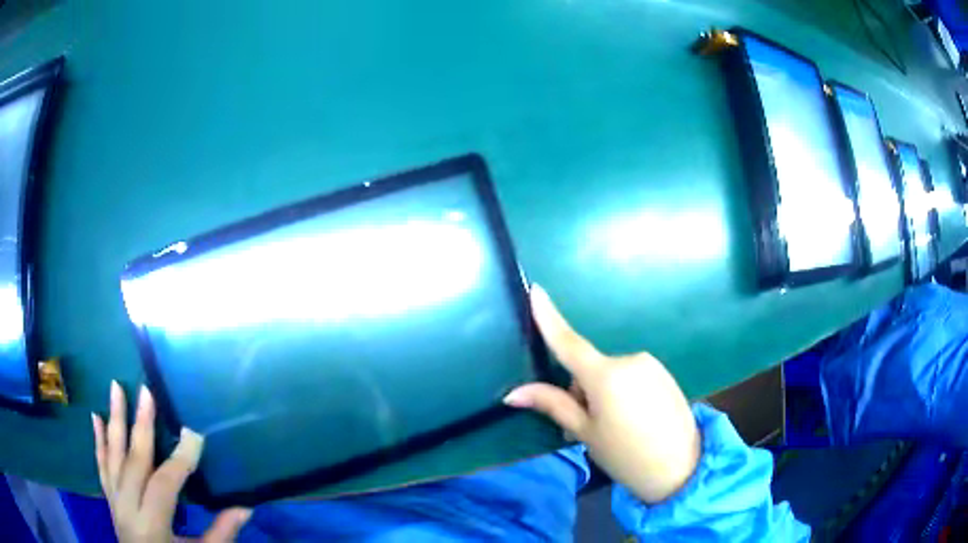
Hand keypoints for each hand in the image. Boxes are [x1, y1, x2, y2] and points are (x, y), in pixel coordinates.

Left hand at [92, 381, 249, 541]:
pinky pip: (101, 465)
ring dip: (114, 420)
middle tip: (147, 391)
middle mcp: (127, 507)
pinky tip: (95, 417)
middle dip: (141, 425)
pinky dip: (98, 440)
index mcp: (152, 526)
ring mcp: (114, 501)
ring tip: (115, 387)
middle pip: (133, 461)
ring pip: (112, 455)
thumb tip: (245, 507)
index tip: (194, 434)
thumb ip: (221, 534)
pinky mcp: (109, 498)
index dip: (180, 460)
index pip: (164, 485)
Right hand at [504, 285, 699, 503]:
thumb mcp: (585, 432)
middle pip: (590, 369)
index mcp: (606, 375)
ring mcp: (650, 364)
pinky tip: (633, 421)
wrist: (681, 467)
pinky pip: (631, 377)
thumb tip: (513, 393)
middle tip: (588, 429)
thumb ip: (552, 405)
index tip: (536, 290)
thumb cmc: (625, 455)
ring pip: (611, 374)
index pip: (569, 342)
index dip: (549, 317)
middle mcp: (629, 360)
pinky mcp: (664, 373)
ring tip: (614, 429)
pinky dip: (623, 393)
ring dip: (603, 394)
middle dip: (582, 392)